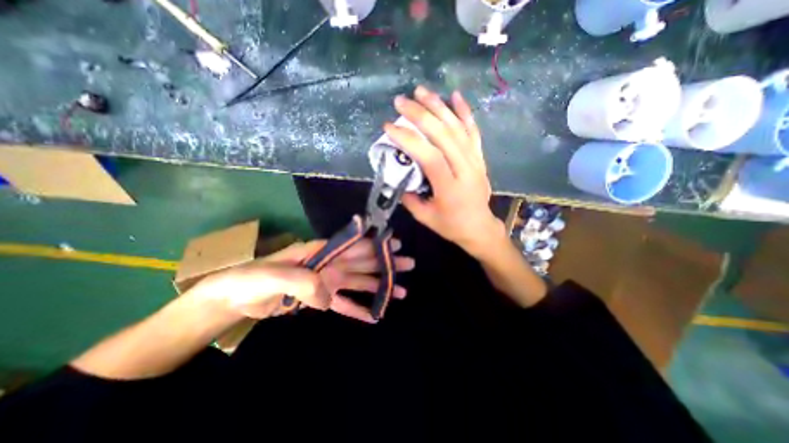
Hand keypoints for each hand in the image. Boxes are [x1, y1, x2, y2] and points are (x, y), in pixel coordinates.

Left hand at [188, 240, 415, 323]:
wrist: (233, 298)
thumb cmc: (249, 280)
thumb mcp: (271, 276)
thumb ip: (302, 281)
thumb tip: (328, 296)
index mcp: (319, 252)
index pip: (353, 245)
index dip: (375, 244)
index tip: (395, 244)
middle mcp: (328, 264)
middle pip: (363, 263)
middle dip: (386, 263)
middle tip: (408, 264)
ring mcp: (326, 282)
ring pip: (359, 283)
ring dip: (379, 286)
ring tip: (400, 291)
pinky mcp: (320, 299)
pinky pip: (343, 304)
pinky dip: (358, 309)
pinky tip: (373, 315)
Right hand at [384, 85, 505, 256]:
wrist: (479, 227)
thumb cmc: (451, 225)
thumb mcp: (425, 217)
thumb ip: (409, 197)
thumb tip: (398, 176)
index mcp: (450, 188)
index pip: (430, 157)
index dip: (409, 140)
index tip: (389, 127)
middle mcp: (465, 170)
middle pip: (444, 136)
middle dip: (420, 115)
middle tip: (401, 101)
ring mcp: (475, 161)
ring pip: (458, 128)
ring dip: (438, 107)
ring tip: (421, 91)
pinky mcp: (479, 157)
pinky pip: (473, 131)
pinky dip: (464, 112)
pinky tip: (455, 95)